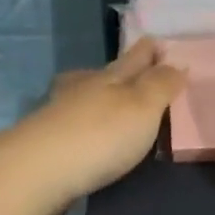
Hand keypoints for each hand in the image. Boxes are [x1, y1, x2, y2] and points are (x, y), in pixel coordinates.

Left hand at [12, 38, 187, 209]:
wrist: (38, 172)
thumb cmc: (101, 135)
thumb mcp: (143, 106)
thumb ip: (161, 84)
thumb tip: (176, 63)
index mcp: (110, 77)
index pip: (135, 56)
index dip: (149, 49)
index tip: (159, 43)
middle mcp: (82, 88)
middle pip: (105, 73)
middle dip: (122, 68)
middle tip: (137, 69)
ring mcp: (59, 114)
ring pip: (83, 96)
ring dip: (98, 96)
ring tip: (112, 105)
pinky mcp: (46, 143)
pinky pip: (71, 125)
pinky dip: (83, 124)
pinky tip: (87, 136)